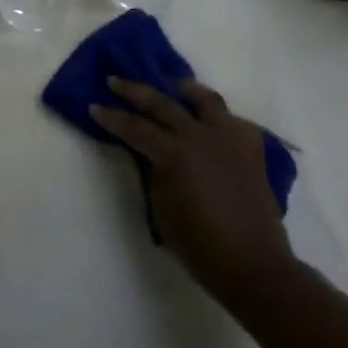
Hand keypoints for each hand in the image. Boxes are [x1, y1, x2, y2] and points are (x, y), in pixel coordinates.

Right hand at [90, 79, 294, 309]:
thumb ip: (154, 172)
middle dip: (135, 91)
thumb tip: (151, 154)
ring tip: (174, 86)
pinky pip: (235, 123)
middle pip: (163, 103)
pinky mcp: (252, 150)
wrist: (253, 266)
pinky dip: (220, 119)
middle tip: (116, 82)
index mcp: (175, 153)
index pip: (135, 127)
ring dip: (185, 90)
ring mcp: (230, 139)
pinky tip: (212, 125)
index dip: (111, 117)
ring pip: (206, 99)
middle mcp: (201, 136)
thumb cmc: (200, 245)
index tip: (94, 107)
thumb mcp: (162, 208)